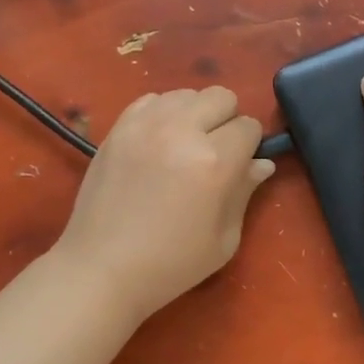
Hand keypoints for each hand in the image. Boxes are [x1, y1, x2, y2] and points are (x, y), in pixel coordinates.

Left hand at [54, 87, 274, 321]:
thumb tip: (261, 163)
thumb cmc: (171, 264)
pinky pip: (151, 99)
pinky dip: (163, 113)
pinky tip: (158, 143)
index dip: (250, 146)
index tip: (240, 167)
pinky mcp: (118, 128)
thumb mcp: (224, 239)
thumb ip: (244, 192)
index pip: (249, 127)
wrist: (101, 270)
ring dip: (194, 114)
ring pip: (186, 94)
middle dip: (227, 121)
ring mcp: (145, 125)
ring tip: (184, 147)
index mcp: (214, 162)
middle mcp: (181, 131)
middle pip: (221, 97)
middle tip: (215, 154)